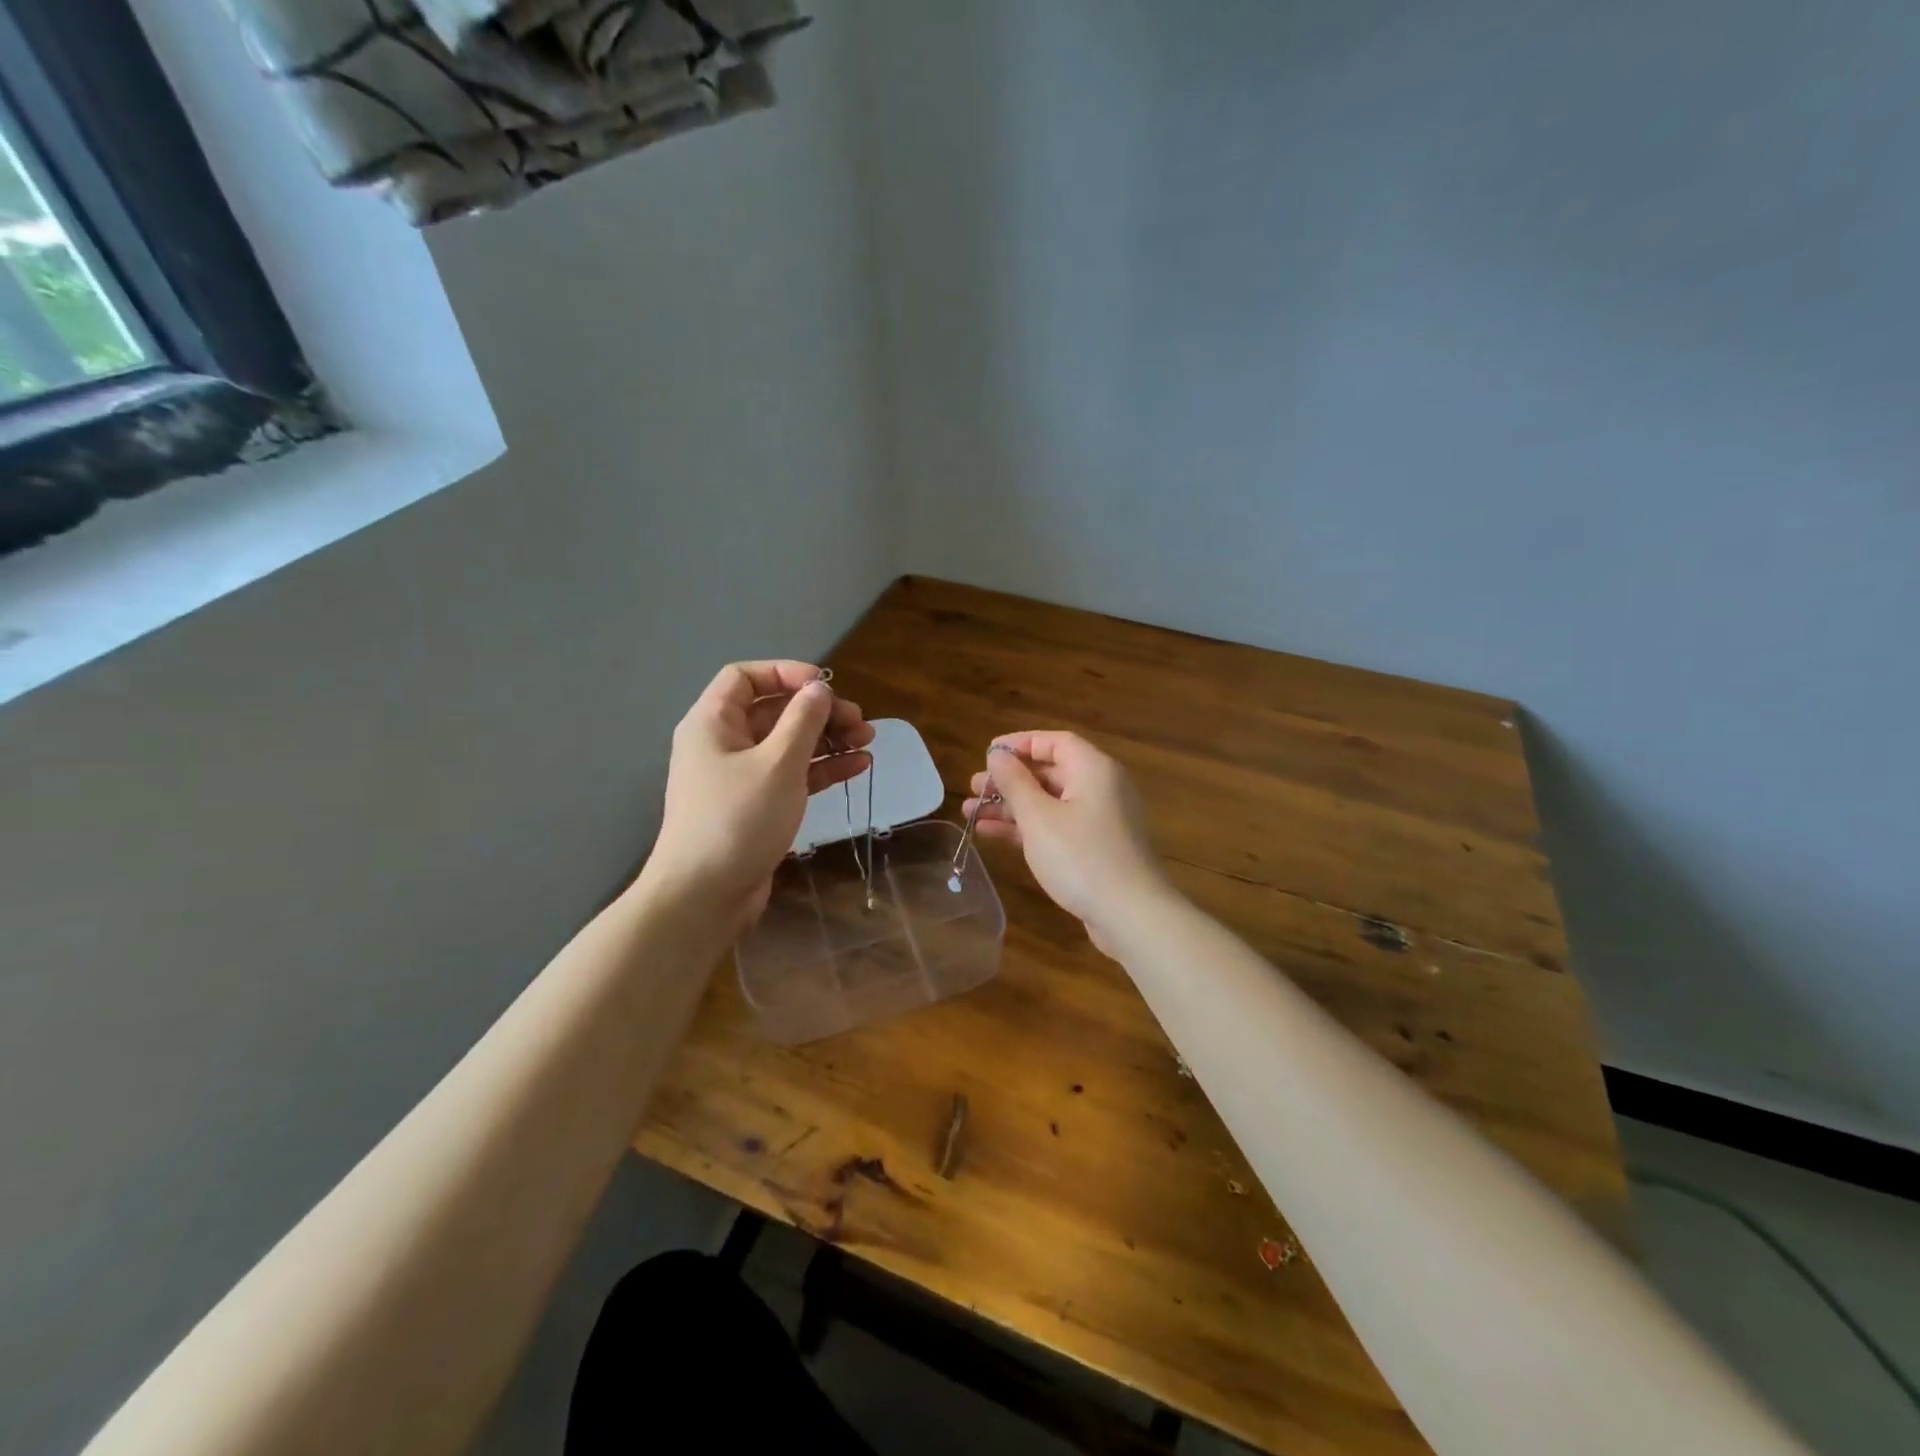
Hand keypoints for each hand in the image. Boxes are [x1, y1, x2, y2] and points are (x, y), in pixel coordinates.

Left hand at [650, 661, 873, 923]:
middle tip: (860, 721)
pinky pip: (793, 774)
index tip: (825, 686)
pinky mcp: (758, 805)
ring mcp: (741, 777)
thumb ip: (803, 720)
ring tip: (868, 741)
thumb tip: (819, 689)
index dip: (786, 673)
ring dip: (828, 739)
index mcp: (713, 723)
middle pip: (775, 711)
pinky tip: (858, 766)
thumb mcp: (777, 763)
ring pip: (789, 744)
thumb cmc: (738, 819)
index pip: (745, 677)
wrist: (704, 896)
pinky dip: (823, 768)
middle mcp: (724, 743)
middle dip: (819, 712)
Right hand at [962, 731, 1172, 952]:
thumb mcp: (1038, 817)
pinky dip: (1026, 827)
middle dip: (1009, 779)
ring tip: (970, 812)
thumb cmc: (1081, 857)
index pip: (1054, 742)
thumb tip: (997, 754)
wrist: (1130, 915)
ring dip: (1011, 806)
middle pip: (1049, 772)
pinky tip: (990, 833)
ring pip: (1048, 802)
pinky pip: (1055, 826)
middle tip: (973, 787)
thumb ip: (1014, 782)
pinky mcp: (1093, 848)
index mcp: (1093, 769)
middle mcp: (1099, 788)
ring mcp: (1098, 820)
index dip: (1019, 743)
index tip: (987, 754)